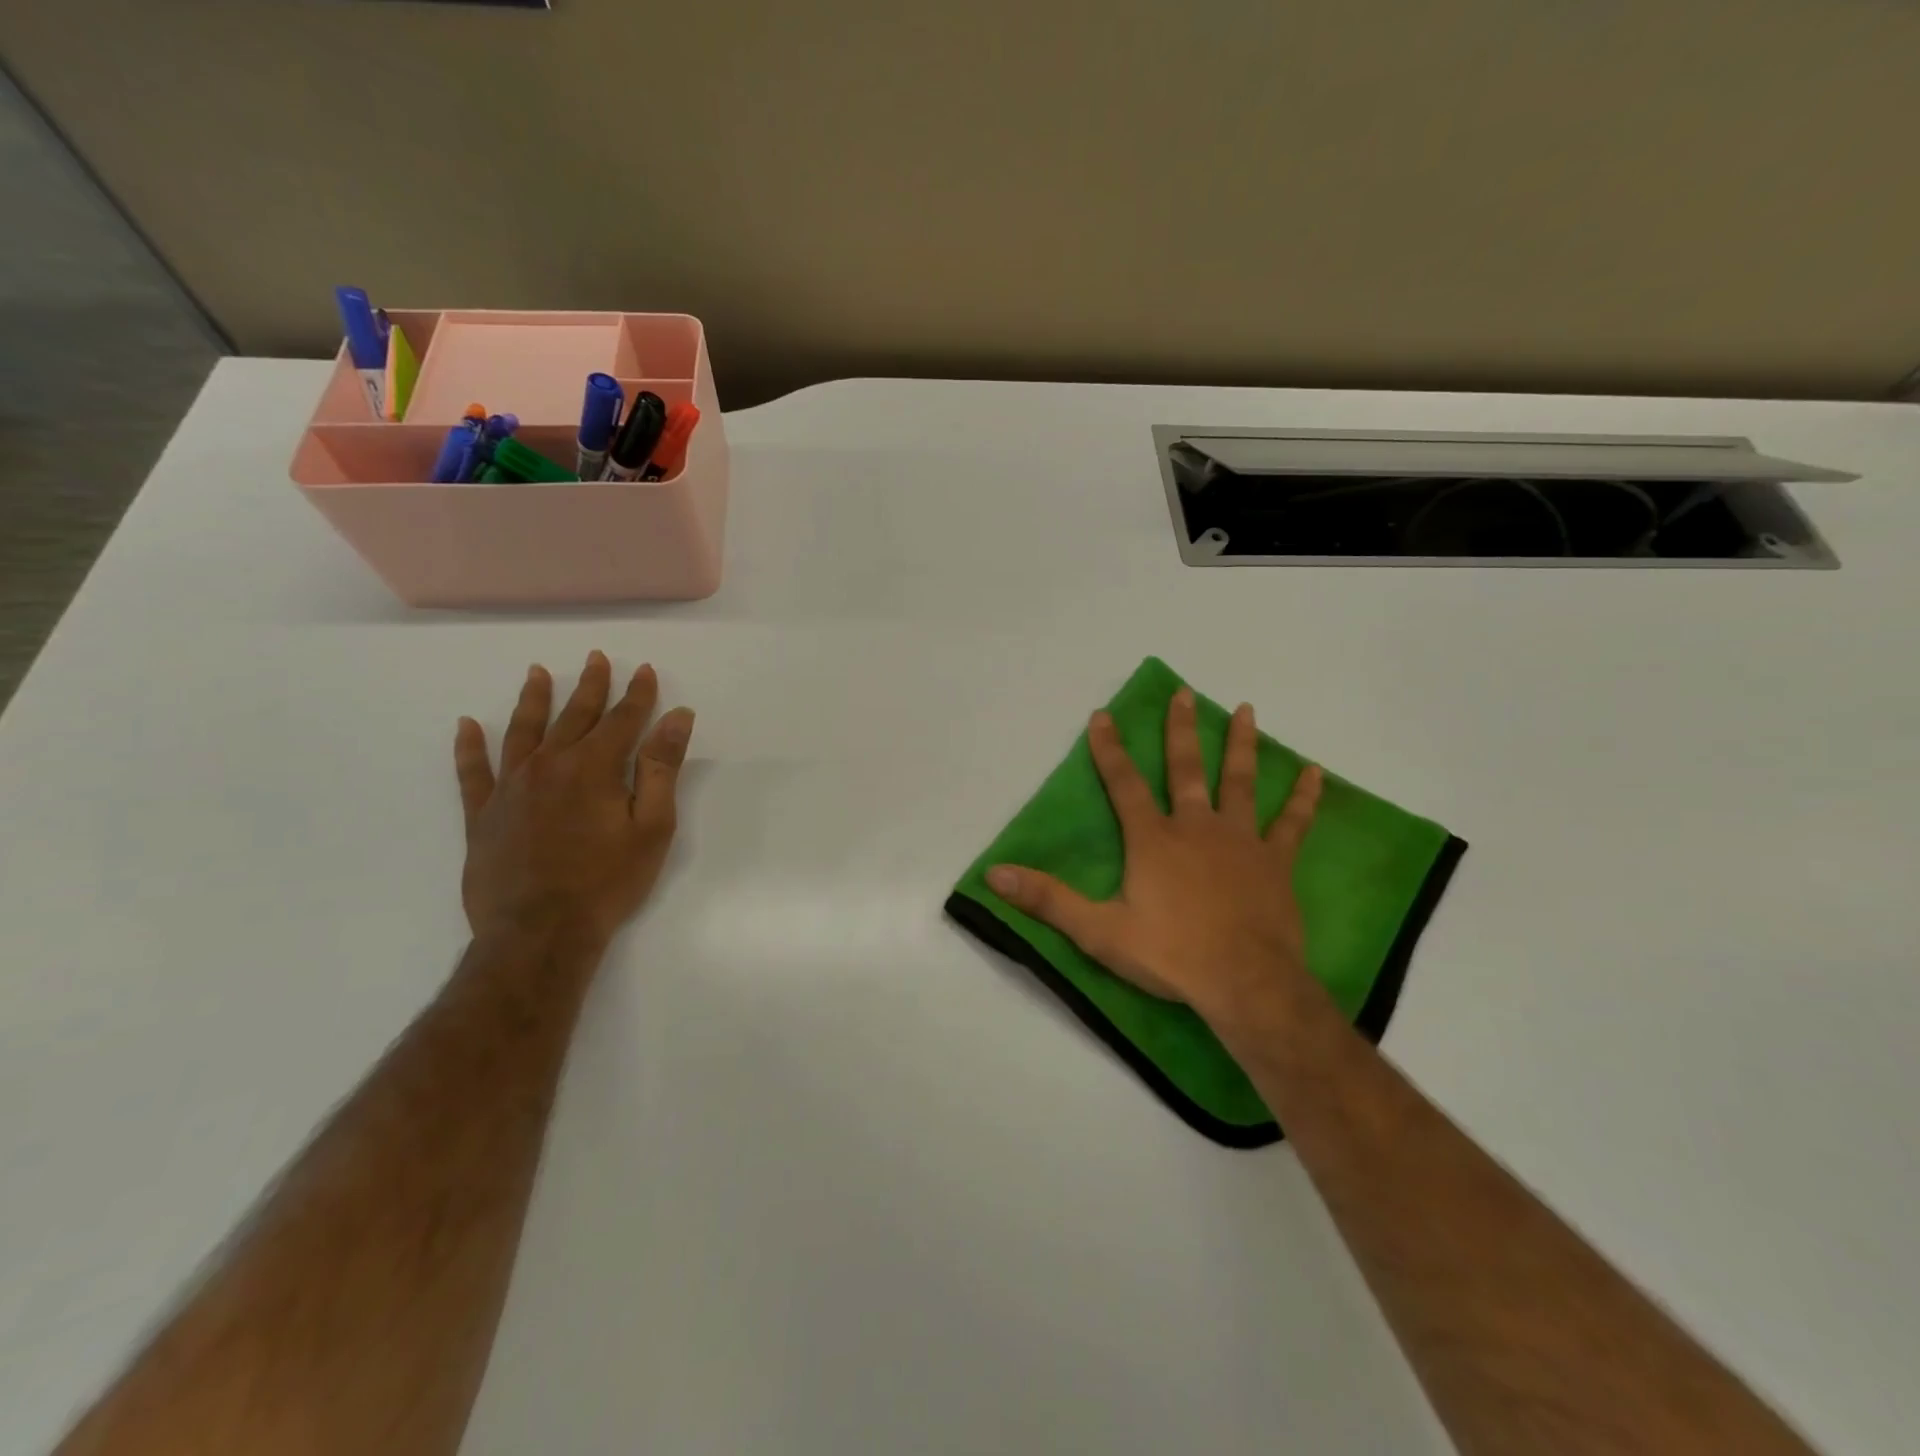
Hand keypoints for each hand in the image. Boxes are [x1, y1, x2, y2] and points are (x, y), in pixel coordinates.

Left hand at [454, 652, 694, 949]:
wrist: (539, 932)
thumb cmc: (608, 881)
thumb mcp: (652, 826)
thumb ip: (661, 767)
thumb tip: (677, 716)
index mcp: (593, 767)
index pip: (622, 719)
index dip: (637, 694)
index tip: (644, 670)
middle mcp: (549, 765)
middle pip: (574, 716)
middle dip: (591, 686)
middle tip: (596, 658)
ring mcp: (510, 788)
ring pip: (523, 732)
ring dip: (533, 700)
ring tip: (538, 673)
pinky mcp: (483, 814)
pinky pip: (472, 772)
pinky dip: (470, 747)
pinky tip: (467, 726)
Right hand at [986, 687, 1323, 1027]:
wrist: (1245, 983)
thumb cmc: (1170, 954)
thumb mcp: (1098, 931)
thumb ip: (1047, 899)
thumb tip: (994, 874)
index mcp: (1153, 839)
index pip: (1124, 784)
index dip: (1109, 749)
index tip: (1103, 715)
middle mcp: (1196, 827)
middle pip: (1187, 768)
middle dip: (1181, 730)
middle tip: (1185, 693)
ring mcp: (1240, 840)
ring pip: (1239, 782)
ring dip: (1241, 744)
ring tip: (1246, 709)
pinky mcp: (1275, 862)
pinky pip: (1292, 823)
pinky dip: (1303, 797)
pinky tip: (1314, 772)